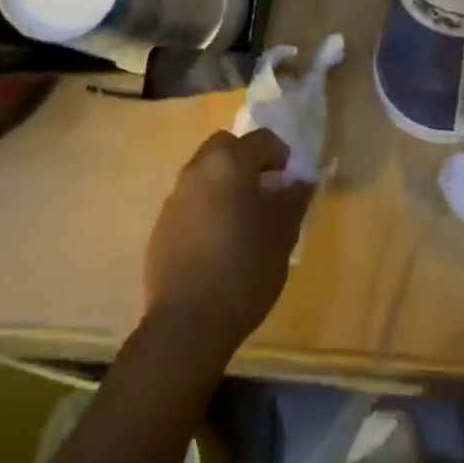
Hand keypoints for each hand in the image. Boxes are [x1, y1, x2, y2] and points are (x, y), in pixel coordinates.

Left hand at [143, 129, 312, 357]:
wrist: (186, 323)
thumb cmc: (244, 271)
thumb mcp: (282, 235)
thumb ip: (294, 199)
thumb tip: (302, 179)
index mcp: (230, 163)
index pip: (262, 139)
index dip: (281, 155)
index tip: (290, 182)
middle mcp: (198, 169)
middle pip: (226, 146)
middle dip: (247, 159)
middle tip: (264, 191)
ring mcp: (175, 196)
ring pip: (205, 171)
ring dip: (224, 181)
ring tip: (241, 218)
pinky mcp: (161, 223)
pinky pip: (190, 199)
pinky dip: (206, 205)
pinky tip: (217, 241)